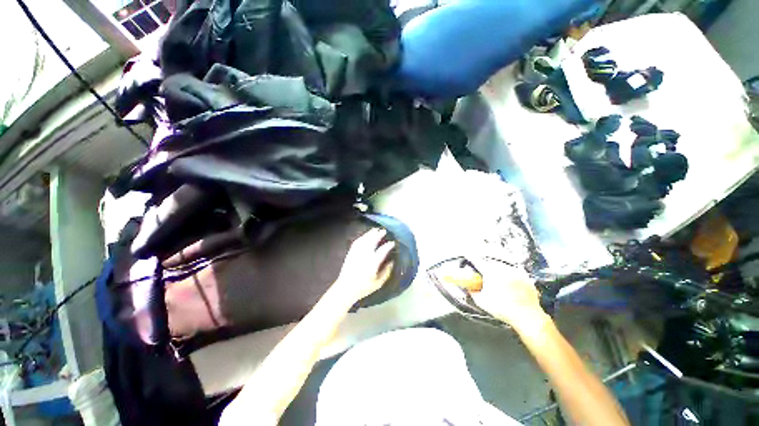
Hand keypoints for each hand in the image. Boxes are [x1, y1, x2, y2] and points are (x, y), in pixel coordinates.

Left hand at [332, 228, 394, 304]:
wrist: (345, 288)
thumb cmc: (363, 288)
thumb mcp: (378, 283)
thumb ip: (386, 272)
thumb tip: (391, 263)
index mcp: (372, 263)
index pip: (382, 251)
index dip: (388, 246)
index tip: (392, 243)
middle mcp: (364, 256)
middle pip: (372, 242)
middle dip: (378, 235)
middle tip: (383, 230)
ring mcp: (356, 253)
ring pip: (364, 240)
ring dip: (370, 234)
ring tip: (375, 230)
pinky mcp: (350, 253)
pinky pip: (357, 242)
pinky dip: (362, 237)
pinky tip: (365, 236)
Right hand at [468, 258, 547, 329]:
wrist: (528, 317)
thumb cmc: (504, 309)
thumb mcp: (482, 302)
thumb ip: (472, 292)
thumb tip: (469, 288)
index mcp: (491, 272)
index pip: (477, 260)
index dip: (470, 257)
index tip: (468, 255)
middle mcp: (503, 268)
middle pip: (490, 263)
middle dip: (486, 268)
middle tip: (484, 276)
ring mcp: (516, 272)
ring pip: (503, 267)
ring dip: (498, 271)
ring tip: (498, 284)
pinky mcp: (526, 278)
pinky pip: (515, 273)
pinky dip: (510, 278)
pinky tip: (510, 288)